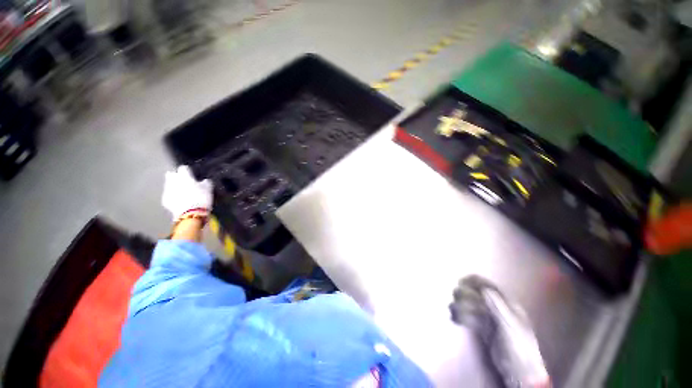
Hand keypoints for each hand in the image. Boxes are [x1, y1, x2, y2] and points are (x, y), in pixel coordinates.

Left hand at [162, 165, 212, 221]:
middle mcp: (173, 181)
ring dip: (174, 186)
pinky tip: (179, 200)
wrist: (191, 213)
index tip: (191, 174)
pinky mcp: (165, 200)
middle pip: (171, 175)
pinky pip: (168, 195)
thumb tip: (205, 181)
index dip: (188, 171)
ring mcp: (167, 190)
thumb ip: (205, 183)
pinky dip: (173, 196)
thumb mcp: (208, 189)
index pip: (183, 168)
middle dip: (175, 177)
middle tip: (183, 181)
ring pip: (168, 185)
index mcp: (184, 176)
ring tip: (182, 192)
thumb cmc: (201, 198)